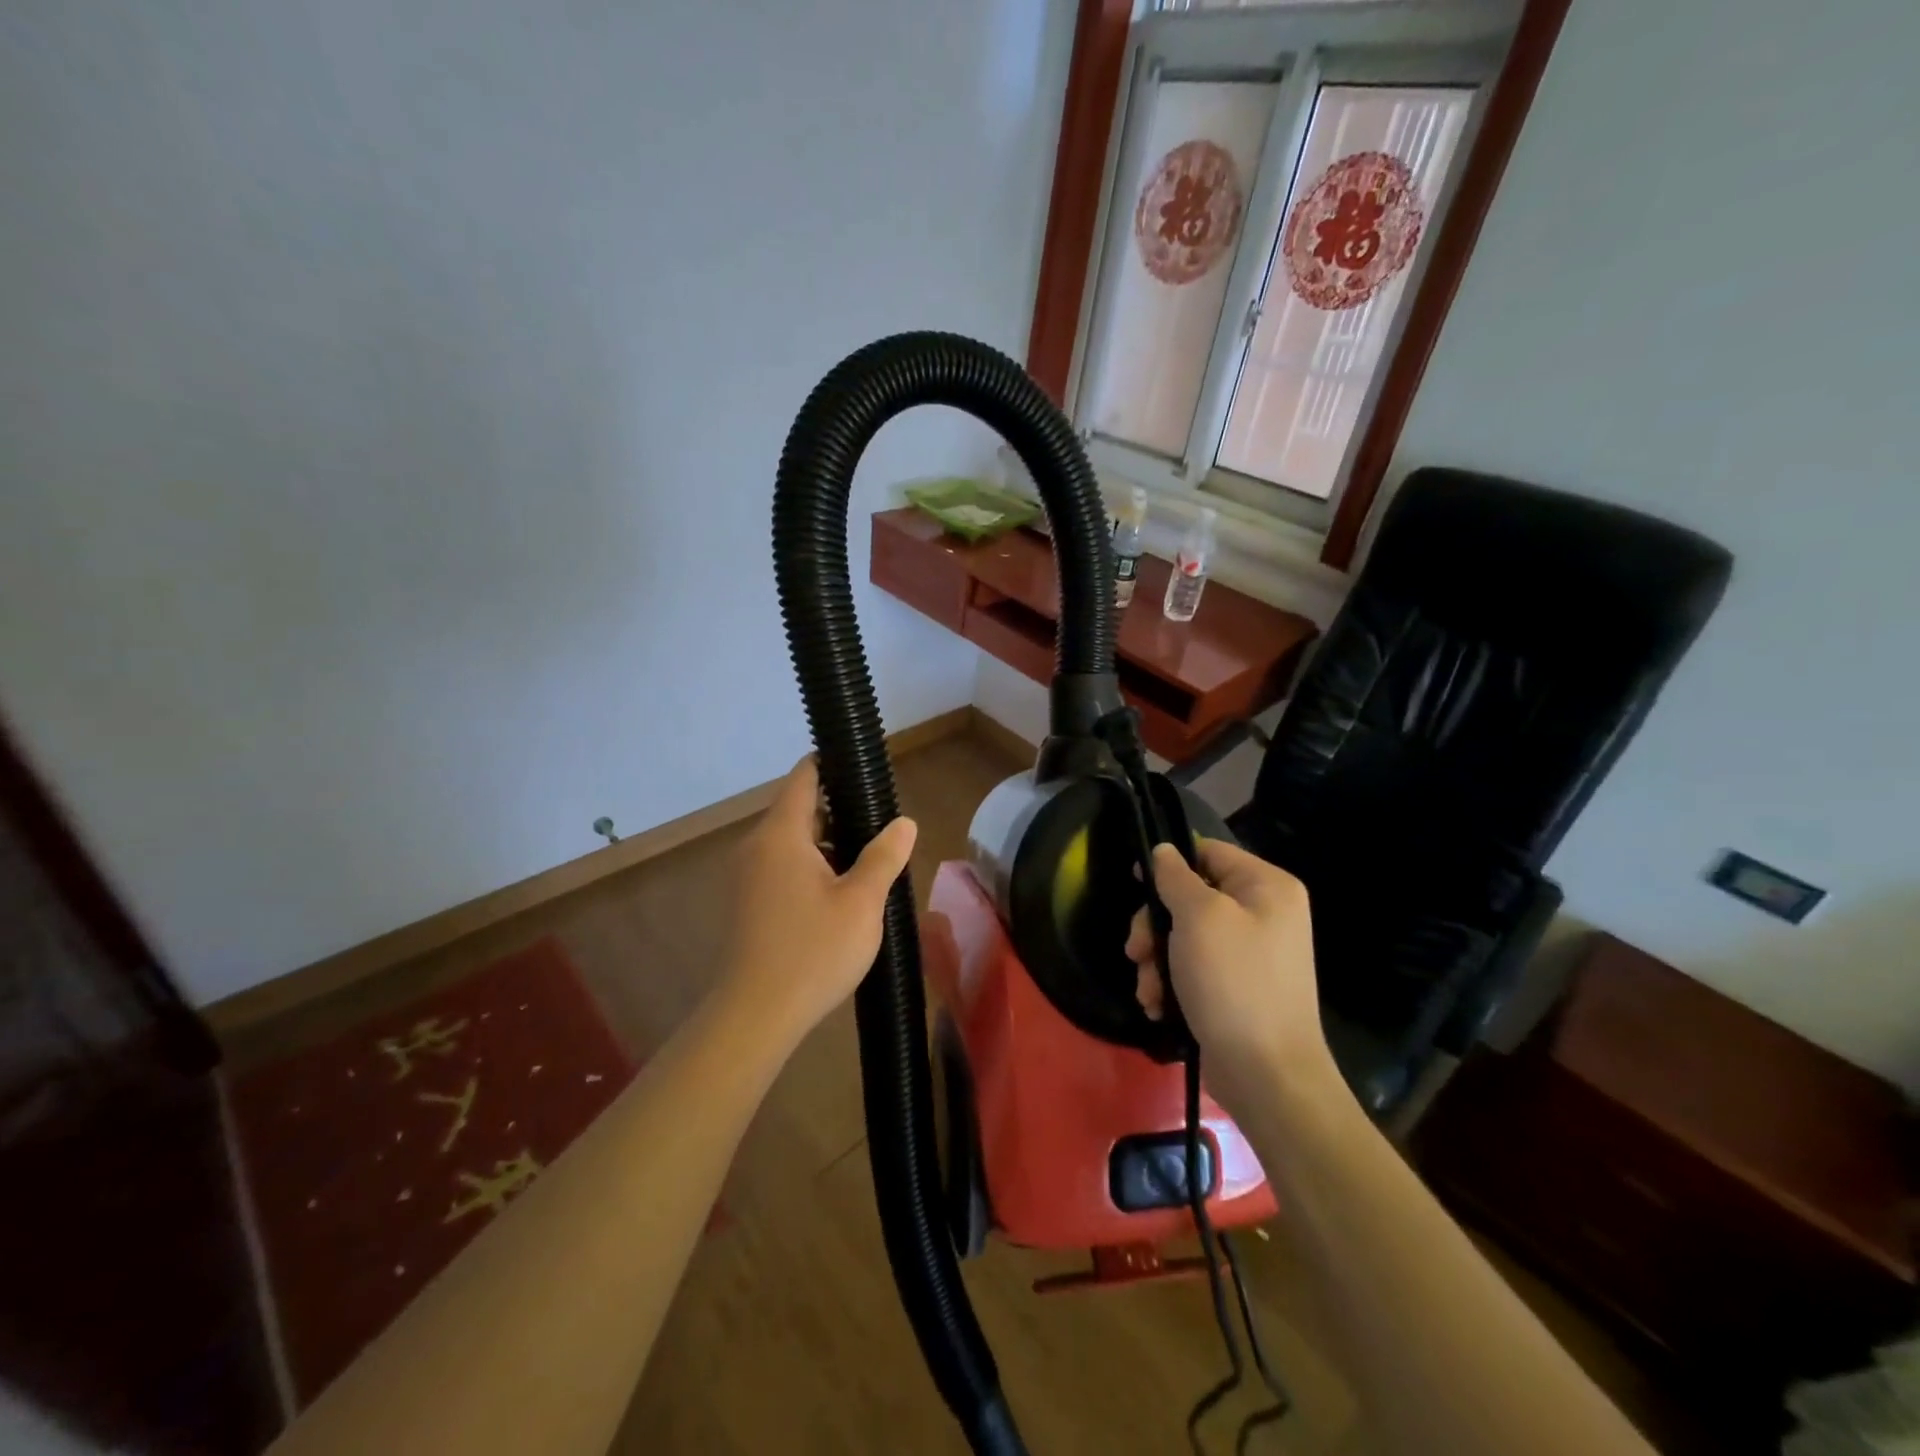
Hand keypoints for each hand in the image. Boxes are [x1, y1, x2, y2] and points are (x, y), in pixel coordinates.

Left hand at [717, 757, 917, 1049]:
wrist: (755, 1016)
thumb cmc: (813, 951)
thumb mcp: (862, 902)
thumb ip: (884, 856)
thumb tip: (904, 822)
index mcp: (781, 835)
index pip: (804, 776)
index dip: (833, 764)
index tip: (865, 769)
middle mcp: (757, 846)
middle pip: (799, 809)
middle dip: (840, 811)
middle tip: (882, 826)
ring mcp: (748, 876)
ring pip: (792, 842)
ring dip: (828, 844)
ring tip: (868, 861)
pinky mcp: (748, 902)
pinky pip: (782, 866)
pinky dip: (811, 866)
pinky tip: (840, 893)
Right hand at [1126, 838, 1334, 1113]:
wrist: (1267, 1075)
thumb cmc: (1234, 982)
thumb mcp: (1199, 917)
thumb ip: (1175, 877)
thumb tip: (1164, 851)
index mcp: (1267, 886)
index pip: (1208, 852)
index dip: (1168, 864)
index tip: (1136, 883)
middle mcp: (1264, 914)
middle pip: (1191, 897)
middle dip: (1155, 926)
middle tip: (1136, 951)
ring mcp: (1251, 953)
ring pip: (1185, 936)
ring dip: (1157, 961)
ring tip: (1149, 990)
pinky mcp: (1237, 988)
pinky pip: (1194, 968)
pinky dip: (1172, 984)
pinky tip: (1159, 1007)